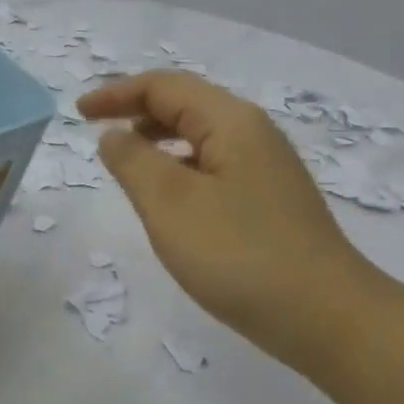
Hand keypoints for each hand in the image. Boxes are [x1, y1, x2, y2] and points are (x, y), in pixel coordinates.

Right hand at [78, 71, 372, 374]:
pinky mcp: (270, 201)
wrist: (326, 316)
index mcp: (231, 121)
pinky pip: (214, 166)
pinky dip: (180, 168)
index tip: (78, 113)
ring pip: (201, 137)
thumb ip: (133, 161)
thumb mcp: (171, 204)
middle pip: (186, 104)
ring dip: (158, 140)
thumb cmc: (240, 255)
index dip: (117, 93)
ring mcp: (266, 168)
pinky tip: (169, 200)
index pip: (164, 86)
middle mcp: (253, 134)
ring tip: (125, 164)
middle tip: (96, 133)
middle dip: (136, 111)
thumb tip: (114, 134)